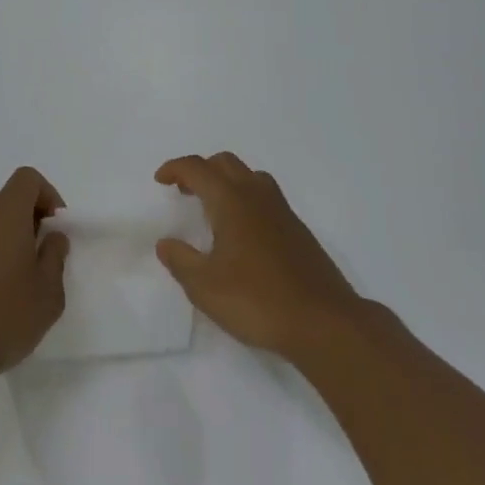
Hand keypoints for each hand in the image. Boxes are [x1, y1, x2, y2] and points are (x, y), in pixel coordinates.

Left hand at [0, 167, 69, 385]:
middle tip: (39, 263)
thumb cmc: (3, 317)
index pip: (27, 179)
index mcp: (4, 213)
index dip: (47, 195)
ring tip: (14, 289)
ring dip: (4, 246)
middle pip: (7, 204)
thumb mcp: (48, 294)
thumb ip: (54, 258)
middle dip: (28, 225)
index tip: (55, 228)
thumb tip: (52, 237)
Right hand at [154, 153, 363, 360]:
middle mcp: (256, 195)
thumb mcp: (206, 288)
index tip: (160, 180)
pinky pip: (265, 196)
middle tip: (184, 192)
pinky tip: (243, 232)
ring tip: (213, 208)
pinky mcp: (297, 229)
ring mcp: (281, 210)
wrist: (324, 322)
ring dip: (226, 181)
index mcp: (231, 200)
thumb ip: (181, 261)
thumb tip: (165, 242)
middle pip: (224, 163)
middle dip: (201, 170)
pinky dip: (246, 197)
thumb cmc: (258, 301)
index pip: (197, 168)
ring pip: (249, 176)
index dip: (175, 168)